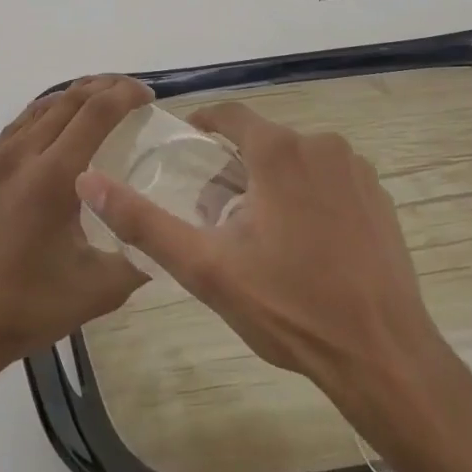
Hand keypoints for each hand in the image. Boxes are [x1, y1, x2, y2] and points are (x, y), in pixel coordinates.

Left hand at [0, 76, 152, 382]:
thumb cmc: (28, 307)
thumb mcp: (99, 288)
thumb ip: (140, 255)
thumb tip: (166, 238)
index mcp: (51, 177)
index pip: (95, 113)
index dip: (125, 95)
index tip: (147, 95)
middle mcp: (17, 156)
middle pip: (66, 101)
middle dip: (102, 87)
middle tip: (129, 93)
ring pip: (35, 111)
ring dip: (70, 100)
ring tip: (96, 106)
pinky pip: (12, 132)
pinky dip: (41, 122)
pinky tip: (51, 141)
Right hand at [76, 102, 459, 409]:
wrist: (383, 356)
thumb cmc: (289, 307)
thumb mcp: (205, 268)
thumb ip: (143, 221)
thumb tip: (88, 180)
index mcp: (279, 151)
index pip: (230, 115)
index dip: (203, 125)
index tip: (186, 147)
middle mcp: (322, 146)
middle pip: (263, 142)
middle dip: (236, 168)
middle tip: (216, 214)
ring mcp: (358, 171)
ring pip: (298, 162)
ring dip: (273, 184)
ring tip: (259, 236)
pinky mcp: (381, 199)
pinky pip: (331, 182)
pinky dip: (309, 199)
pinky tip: (306, 246)